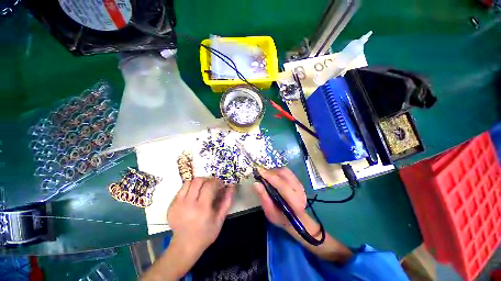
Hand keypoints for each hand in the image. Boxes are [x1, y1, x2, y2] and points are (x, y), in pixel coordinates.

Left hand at [167, 178, 233, 256]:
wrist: (184, 246)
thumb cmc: (205, 234)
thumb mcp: (220, 219)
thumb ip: (226, 201)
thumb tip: (231, 187)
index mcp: (202, 208)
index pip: (209, 185)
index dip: (217, 182)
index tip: (220, 185)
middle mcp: (188, 203)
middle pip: (198, 180)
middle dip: (207, 179)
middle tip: (212, 185)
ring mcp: (177, 204)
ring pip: (188, 182)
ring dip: (198, 183)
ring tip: (203, 189)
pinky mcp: (171, 205)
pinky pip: (181, 189)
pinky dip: (190, 188)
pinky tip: (194, 196)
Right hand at [252, 167, 307, 229]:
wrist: (295, 218)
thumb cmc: (281, 217)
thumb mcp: (270, 213)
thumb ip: (264, 198)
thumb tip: (256, 183)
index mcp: (295, 202)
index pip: (282, 185)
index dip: (270, 177)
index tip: (258, 170)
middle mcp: (299, 191)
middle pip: (284, 175)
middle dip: (270, 172)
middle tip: (260, 173)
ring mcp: (300, 184)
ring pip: (285, 171)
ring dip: (273, 171)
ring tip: (265, 175)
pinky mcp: (298, 180)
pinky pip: (286, 171)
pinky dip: (277, 171)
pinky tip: (272, 175)